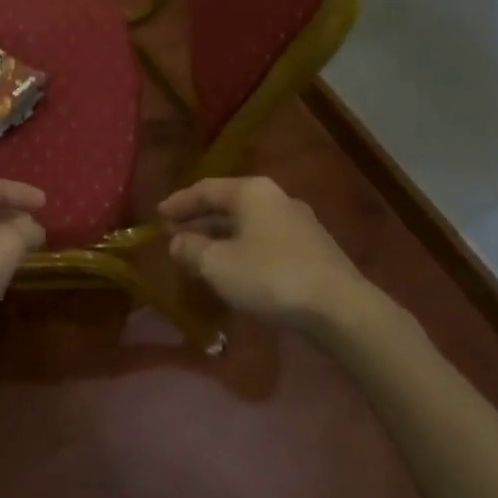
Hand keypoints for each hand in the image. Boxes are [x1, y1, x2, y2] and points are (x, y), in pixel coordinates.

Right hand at [159, 177, 370, 332]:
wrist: (340, 308)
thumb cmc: (270, 277)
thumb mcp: (219, 265)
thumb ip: (192, 249)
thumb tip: (177, 242)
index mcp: (252, 192)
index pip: (206, 189)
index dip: (179, 202)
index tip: (158, 214)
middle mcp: (277, 199)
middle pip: (229, 204)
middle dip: (200, 220)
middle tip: (174, 234)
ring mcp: (299, 223)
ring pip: (248, 224)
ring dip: (221, 237)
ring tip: (200, 254)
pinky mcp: (312, 249)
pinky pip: (265, 241)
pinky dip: (242, 249)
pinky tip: (235, 269)